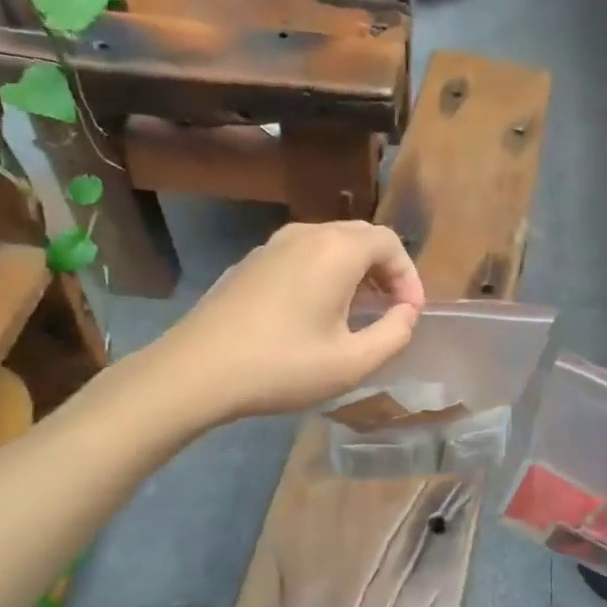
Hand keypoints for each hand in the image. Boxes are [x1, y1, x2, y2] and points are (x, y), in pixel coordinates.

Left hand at [134, 221, 425, 427]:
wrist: (196, 372)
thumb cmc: (282, 366)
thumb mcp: (352, 362)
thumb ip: (394, 334)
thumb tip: (406, 314)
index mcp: (336, 251)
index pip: (389, 243)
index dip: (409, 276)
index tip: (410, 314)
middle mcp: (306, 235)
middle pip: (360, 236)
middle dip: (385, 270)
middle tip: (391, 310)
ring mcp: (272, 245)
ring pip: (329, 244)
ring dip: (354, 272)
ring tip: (358, 313)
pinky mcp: (250, 263)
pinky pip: (301, 256)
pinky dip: (324, 274)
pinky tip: (315, 314)